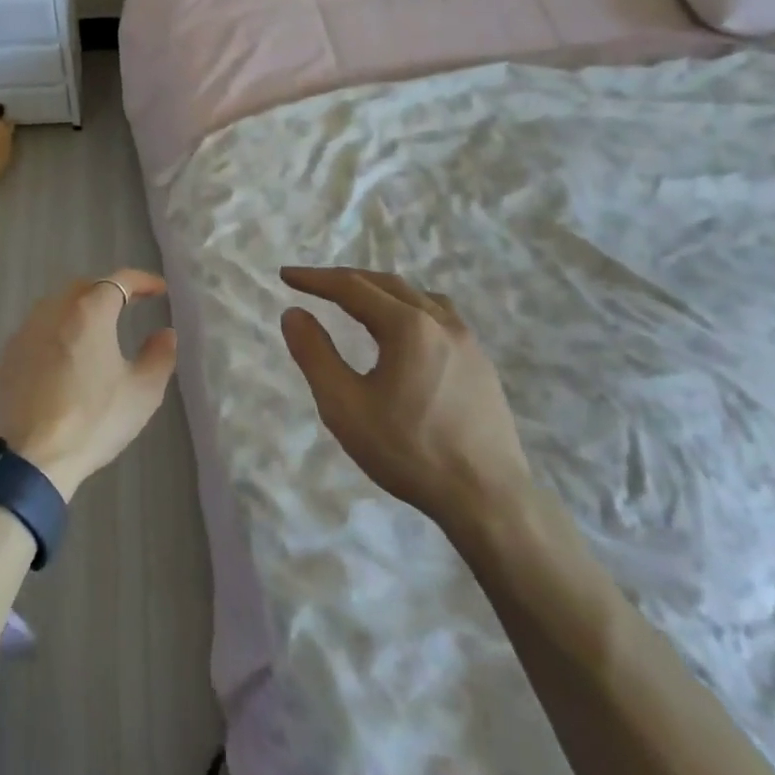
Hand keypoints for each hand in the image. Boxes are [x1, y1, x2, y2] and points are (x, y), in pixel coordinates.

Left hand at [0, 269, 178, 499]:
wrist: (30, 457)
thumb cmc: (93, 421)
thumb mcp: (142, 392)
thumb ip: (159, 356)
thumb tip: (165, 333)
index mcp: (89, 313)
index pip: (119, 281)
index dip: (143, 281)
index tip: (159, 289)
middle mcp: (54, 311)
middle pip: (84, 287)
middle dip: (109, 290)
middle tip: (130, 305)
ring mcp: (26, 332)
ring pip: (57, 305)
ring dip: (81, 308)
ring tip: (98, 328)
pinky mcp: (8, 356)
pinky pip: (39, 329)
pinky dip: (59, 330)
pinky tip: (67, 354)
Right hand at [280, 267, 531, 528]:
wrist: (488, 499)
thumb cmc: (409, 451)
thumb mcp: (345, 406)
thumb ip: (315, 355)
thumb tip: (293, 313)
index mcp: (407, 326)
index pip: (352, 287)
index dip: (316, 279)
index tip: (286, 276)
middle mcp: (441, 322)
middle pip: (386, 284)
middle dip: (346, 280)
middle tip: (313, 285)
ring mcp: (468, 341)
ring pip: (418, 296)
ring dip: (380, 291)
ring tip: (358, 302)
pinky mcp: (482, 363)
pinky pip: (440, 316)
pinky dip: (409, 308)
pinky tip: (405, 333)